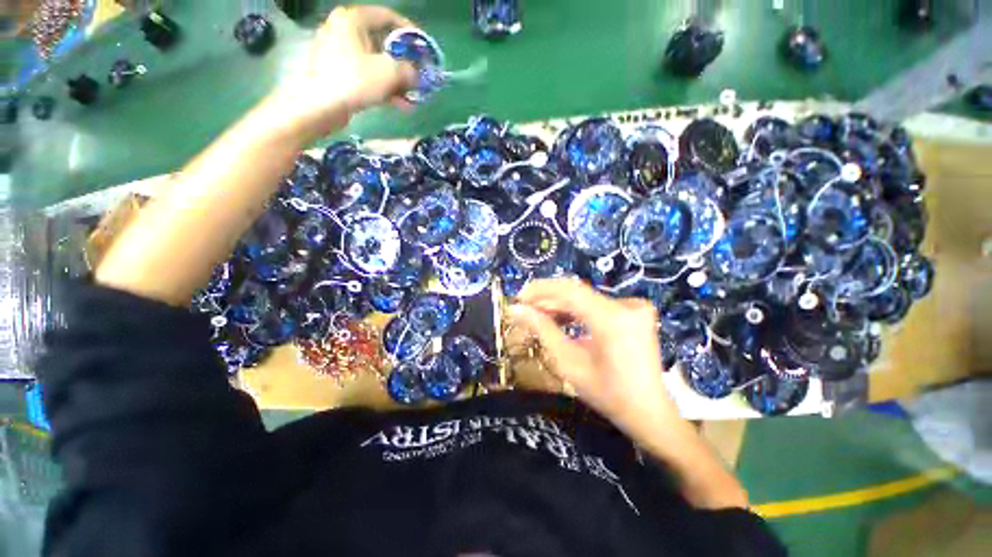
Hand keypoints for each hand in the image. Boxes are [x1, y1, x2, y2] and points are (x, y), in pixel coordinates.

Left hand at [272, 5, 417, 139]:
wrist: (322, 106)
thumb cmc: (355, 80)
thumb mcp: (390, 73)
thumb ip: (408, 70)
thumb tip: (416, 74)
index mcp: (353, 19)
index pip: (387, 17)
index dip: (408, 31)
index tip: (422, 47)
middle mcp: (343, 30)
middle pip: (381, 42)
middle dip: (403, 63)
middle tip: (417, 76)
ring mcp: (338, 52)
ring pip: (375, 62)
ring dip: (395, 80)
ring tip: (411, 98)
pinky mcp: (337, 72)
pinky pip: (365, 75)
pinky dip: (382, 87)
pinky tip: (398, 103)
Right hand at [511, 278, 679, 435]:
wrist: (650, 411)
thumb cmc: (608, 394)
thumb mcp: (569, 363)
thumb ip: (543, 330)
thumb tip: (517, 310)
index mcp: (612, 319)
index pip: (569, 290)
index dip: (541, 289)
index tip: (519, 298)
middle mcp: (626, 305)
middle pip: (577, 293)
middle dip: (547, 299)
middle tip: (525, 309)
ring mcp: (634, 307)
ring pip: (585, 298)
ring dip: (560, 305)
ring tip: (538, 316)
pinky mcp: (634, 312)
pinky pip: (597, 304)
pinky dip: (577, 310)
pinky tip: (561, 319)